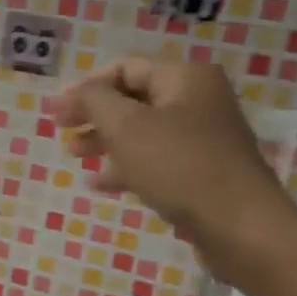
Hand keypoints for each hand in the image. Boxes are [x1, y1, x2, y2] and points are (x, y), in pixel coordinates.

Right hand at [44, 58, 296, 284]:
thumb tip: (78, 92)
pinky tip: (100, 184)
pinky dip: (126, 166)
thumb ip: (94, 100)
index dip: (86, 87)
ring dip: (105, 140)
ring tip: (76, 156)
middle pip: (133, 98)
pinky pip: (156, 160)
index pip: (124, 68)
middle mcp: (198, 101)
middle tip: (61, 131)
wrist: (241, 227)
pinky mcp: (203, 172)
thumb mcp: (126, 126)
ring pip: (142, 131)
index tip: (56, 112)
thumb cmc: (179, 167)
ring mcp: (203, 138)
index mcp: (185, 78)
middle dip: (94, 114)